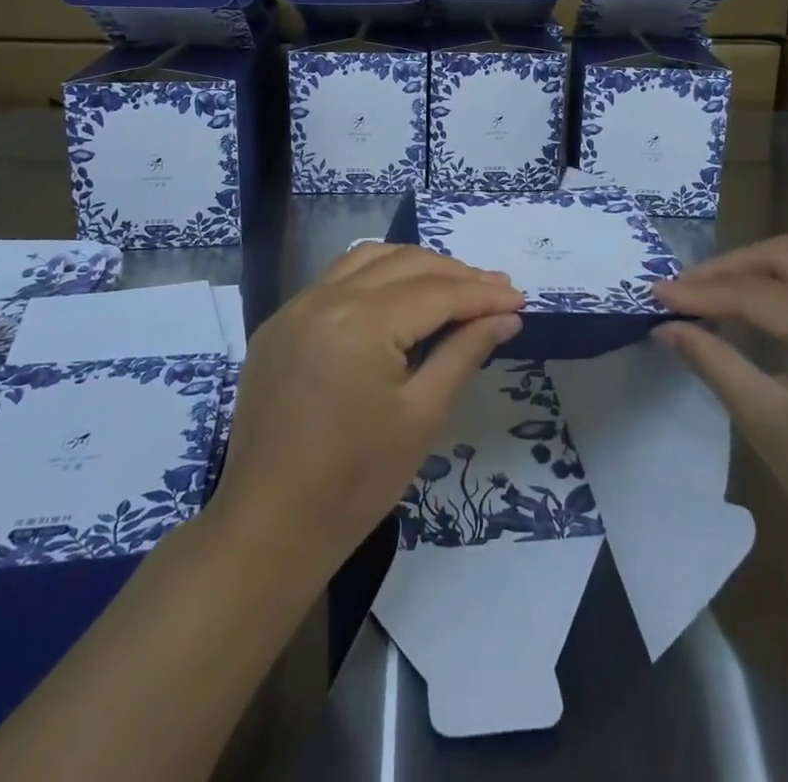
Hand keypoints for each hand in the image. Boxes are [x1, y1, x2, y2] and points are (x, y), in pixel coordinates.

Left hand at [209, 244, 522, 575]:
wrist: (268, 527)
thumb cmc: (355, 482)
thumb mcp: (422, 417)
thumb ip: (464, 353)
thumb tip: (505, 316)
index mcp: (361, 323)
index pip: (436, 292)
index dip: (482, 293)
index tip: (519, 298)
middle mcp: (325, 298)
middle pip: (405, 264)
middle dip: (455, 274)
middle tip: (496, 291)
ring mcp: (295, 307)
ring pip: (368, 260)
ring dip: (415, 266)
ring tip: (453, 287)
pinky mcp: (279, 324)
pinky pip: (335, 280)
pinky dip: (375, 277)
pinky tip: (396, 299)